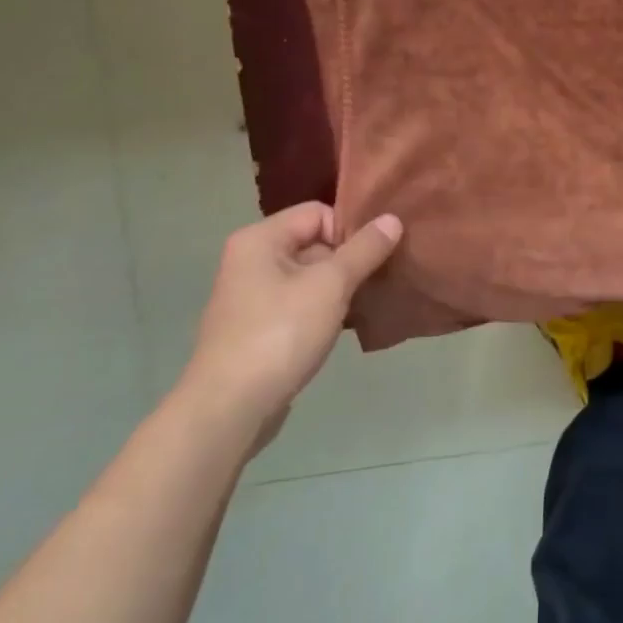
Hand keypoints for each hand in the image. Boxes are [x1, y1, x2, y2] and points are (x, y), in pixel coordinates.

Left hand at [178, 203, 401, 445]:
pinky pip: (301, 303)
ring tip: (367, 301)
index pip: (318, 212)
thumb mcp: (331, 285)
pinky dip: (325, 309)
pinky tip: (346, 325)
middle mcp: (251, 260)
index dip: (349, 229)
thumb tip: (393, 218)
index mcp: (260, 239)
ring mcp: (252, 297)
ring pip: (311, 276)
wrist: (229, 410)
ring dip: (341, 287)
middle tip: (378, 278)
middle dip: (349, 259)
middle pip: (315, 242)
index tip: (374, 256)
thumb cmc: (279, 334)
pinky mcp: (259, 328)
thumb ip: (365, 249)